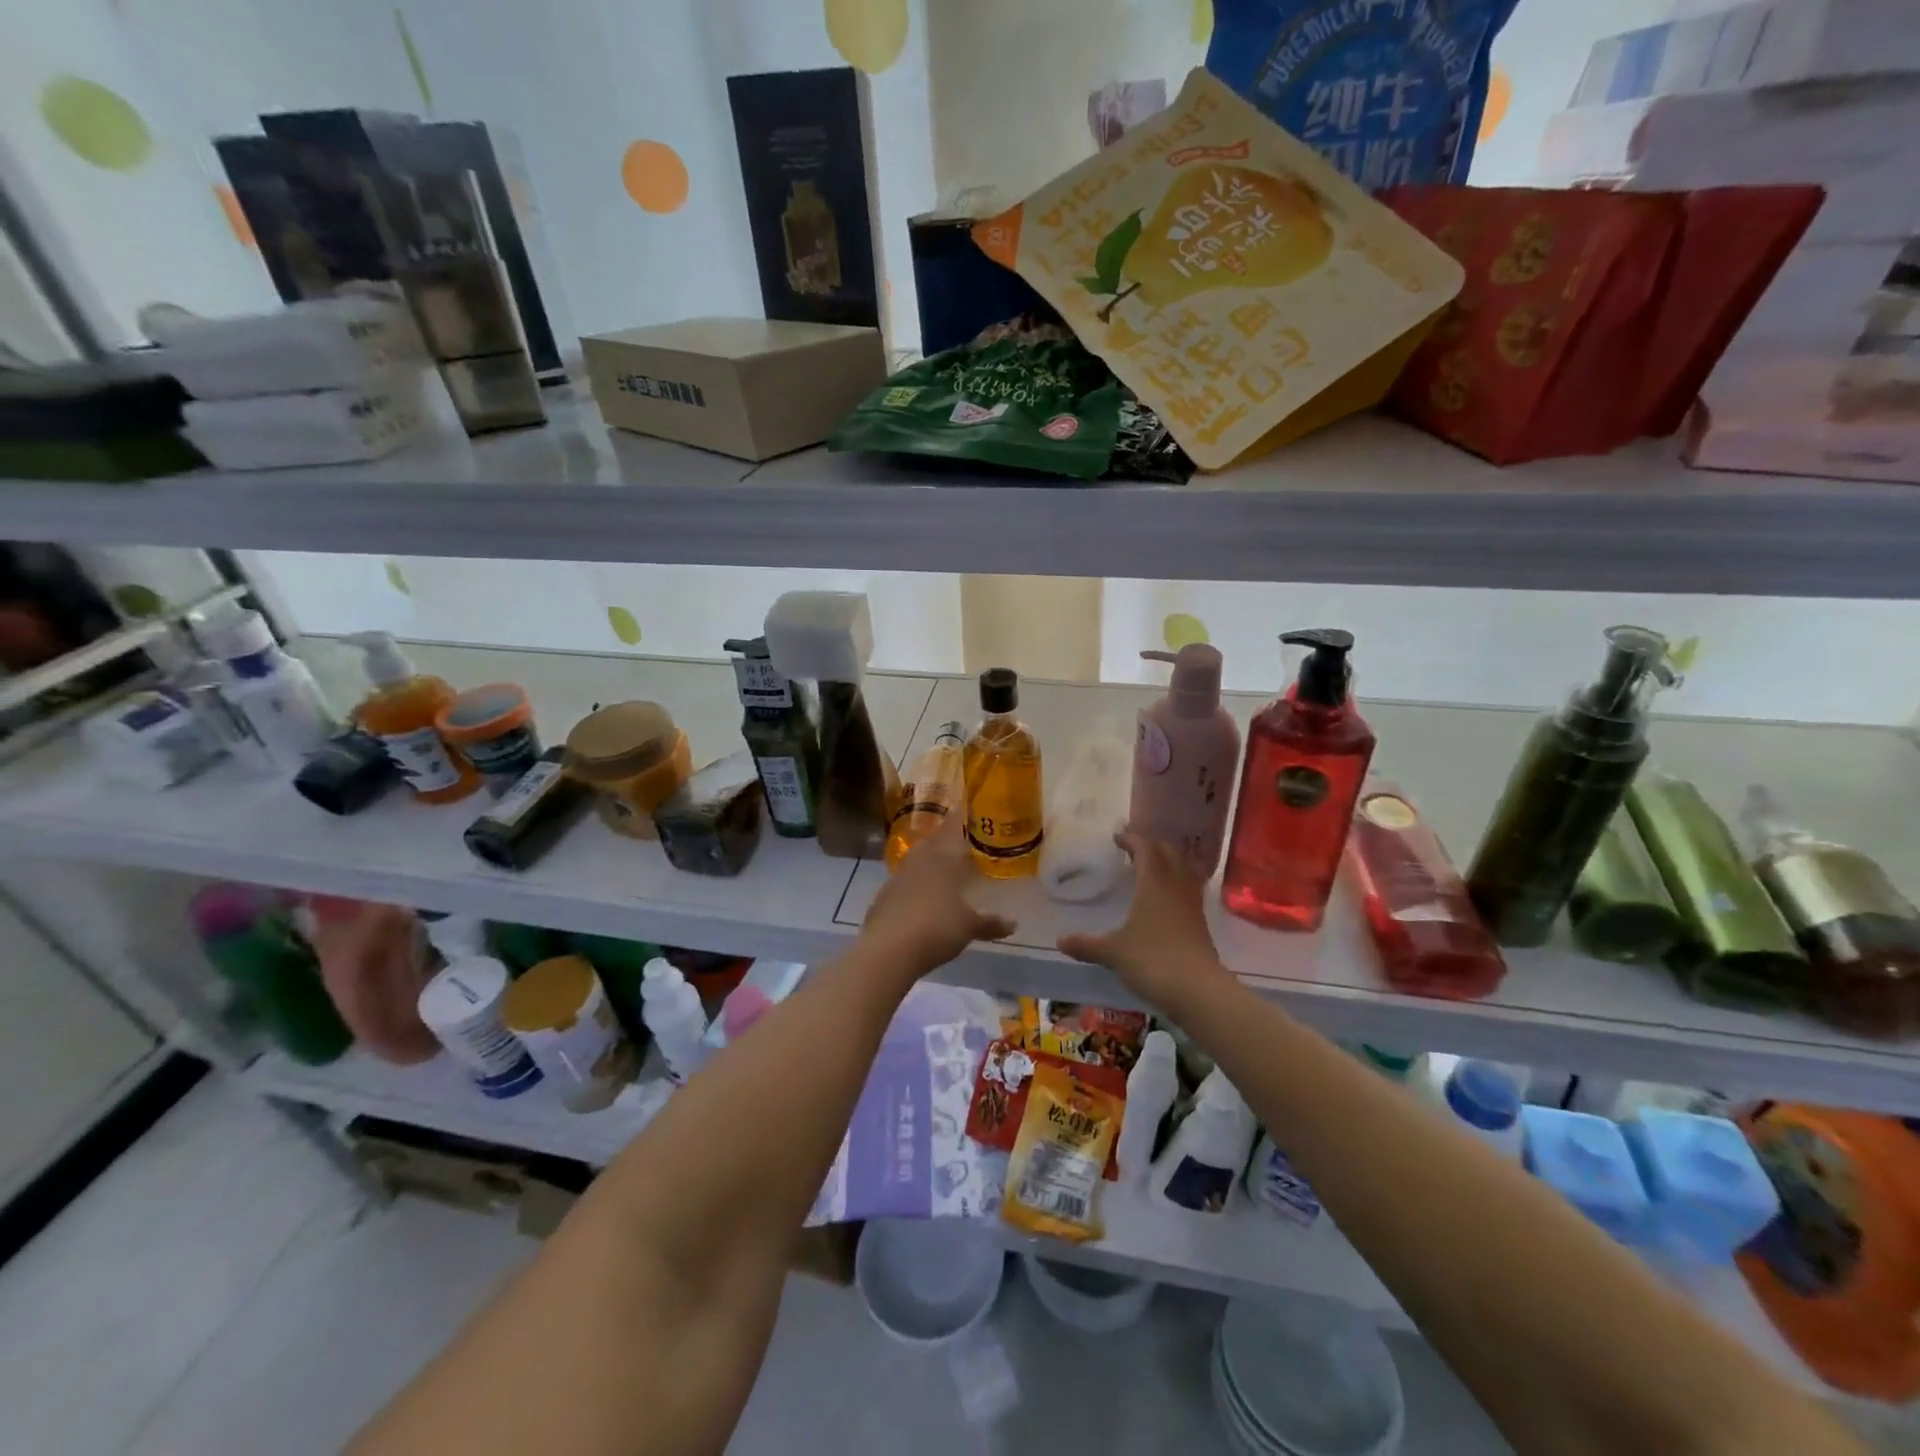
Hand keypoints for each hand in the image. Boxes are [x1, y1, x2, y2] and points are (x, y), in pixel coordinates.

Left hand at [860, 812, 1014, 974]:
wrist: (888, 949)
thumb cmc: (936, 928)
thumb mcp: (969, 927)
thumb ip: (990, 923)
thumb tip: (1013, 924)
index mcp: (942, 859)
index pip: (952, 830)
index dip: (959, 819)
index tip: (965, 809)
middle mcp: (918, 861)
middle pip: (931, 842)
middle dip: (943, 839)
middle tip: (956, 840)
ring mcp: (897, 879)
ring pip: (915, 861)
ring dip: (927, 862)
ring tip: (940, 867)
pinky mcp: (882, 898)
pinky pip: (902, 884)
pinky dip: (913, 886)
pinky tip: (920, 898)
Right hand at [1057, 832, 1225, 1005]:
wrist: (1198, 990)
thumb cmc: (1152, 961)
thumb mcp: (1113, 952)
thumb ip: (1086, 944)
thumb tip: (1059, 941)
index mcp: (1154, 883)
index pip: (1146, 848)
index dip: (1132, 839)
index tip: (1117, 838)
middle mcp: (1176, 886)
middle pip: (1170, 853)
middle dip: (1152, 845)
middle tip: (1134, 849)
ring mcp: (1192, 904)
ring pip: (1185, 869)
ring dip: (1169, 861)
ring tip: (1152, 867)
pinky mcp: (1200, 922)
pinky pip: (1190, 888)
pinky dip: (1178, 882)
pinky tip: (1166, 897)